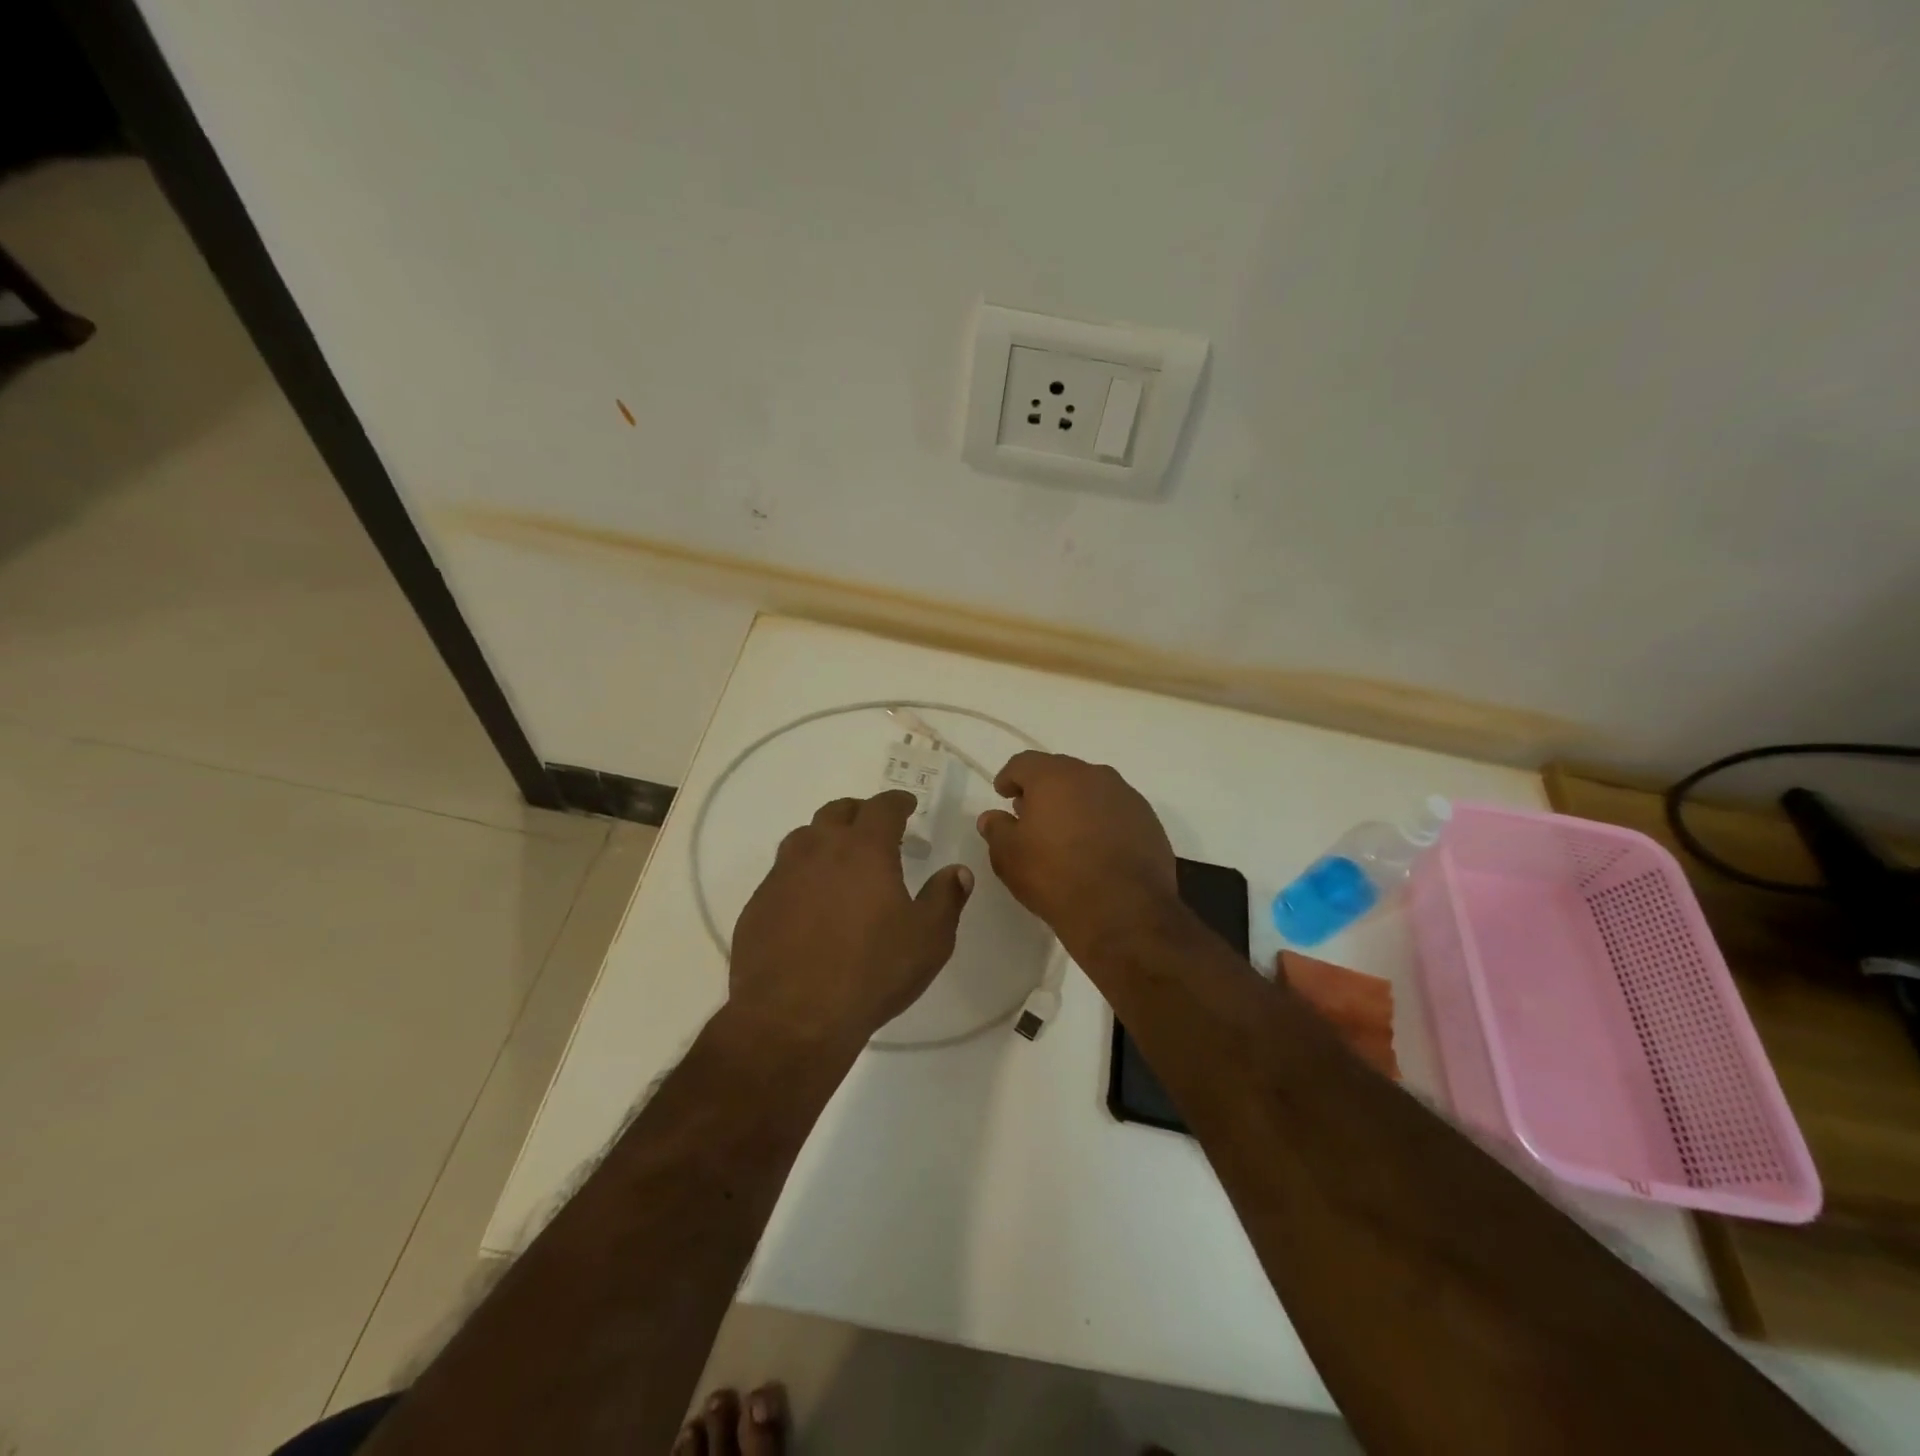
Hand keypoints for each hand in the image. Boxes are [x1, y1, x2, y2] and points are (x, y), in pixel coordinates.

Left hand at [729, 790, 972, 1051]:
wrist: (792, 1017)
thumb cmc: (871, 972)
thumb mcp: (928, 939)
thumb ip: (945, 898)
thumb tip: (957, 872)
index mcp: (864, 849)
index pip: (882, 807)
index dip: (898, 802)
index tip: (907, 805)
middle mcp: (819, 849)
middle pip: (837, 812)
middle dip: (859, 812)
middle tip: (874, 826)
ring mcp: (782, 875)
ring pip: (803, 838)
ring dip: (824, 838)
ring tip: (839, 859)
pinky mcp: (758, 904)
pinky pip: (782, 874)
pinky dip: (801, 875)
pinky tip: (809, 902)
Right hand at [976, 752, 1180, 958]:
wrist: (1124, 911)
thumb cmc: (1056, 877)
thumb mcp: (1009, 857)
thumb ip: (997, 830)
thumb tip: (992, 817)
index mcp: (1055, 776)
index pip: (1024, 763)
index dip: (1009, 777)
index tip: (1003, 794)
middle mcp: (1093, 775)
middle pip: (1061, 772)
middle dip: (1043, 790)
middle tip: (1032, 814)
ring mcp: (1126, 796)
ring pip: (1092, 790)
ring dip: (1076, 804)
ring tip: (1065, 833)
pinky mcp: (1149, 821)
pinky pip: (1116, 812)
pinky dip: (1102, 822)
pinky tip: (1097, 849)